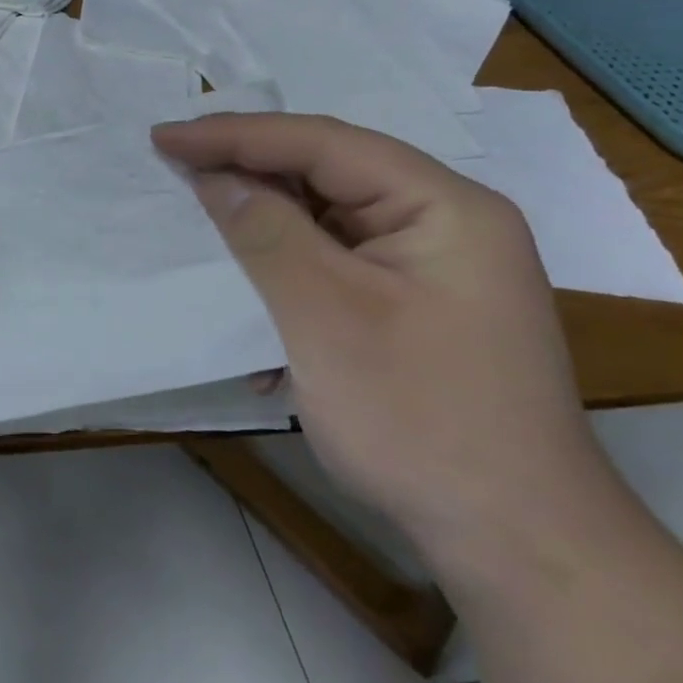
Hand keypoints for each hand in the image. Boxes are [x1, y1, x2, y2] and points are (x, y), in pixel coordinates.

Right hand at [153, 112, 615, 572]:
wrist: (518, 549)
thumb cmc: (421, 422)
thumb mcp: (326, 317)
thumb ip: (267, 233)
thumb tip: (216, 177)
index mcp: (443, 205)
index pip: (324, 143)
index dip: (236, 134)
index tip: (164, 135)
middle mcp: (445, 223)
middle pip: (329, 174)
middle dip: (249, 170)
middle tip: (175, 162)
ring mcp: (433, 268)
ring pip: (328, 219)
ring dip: (263, 221)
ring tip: (199, 210)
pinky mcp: (416, 307)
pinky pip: (338, 263)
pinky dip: (287, 267)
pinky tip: (249, 282)